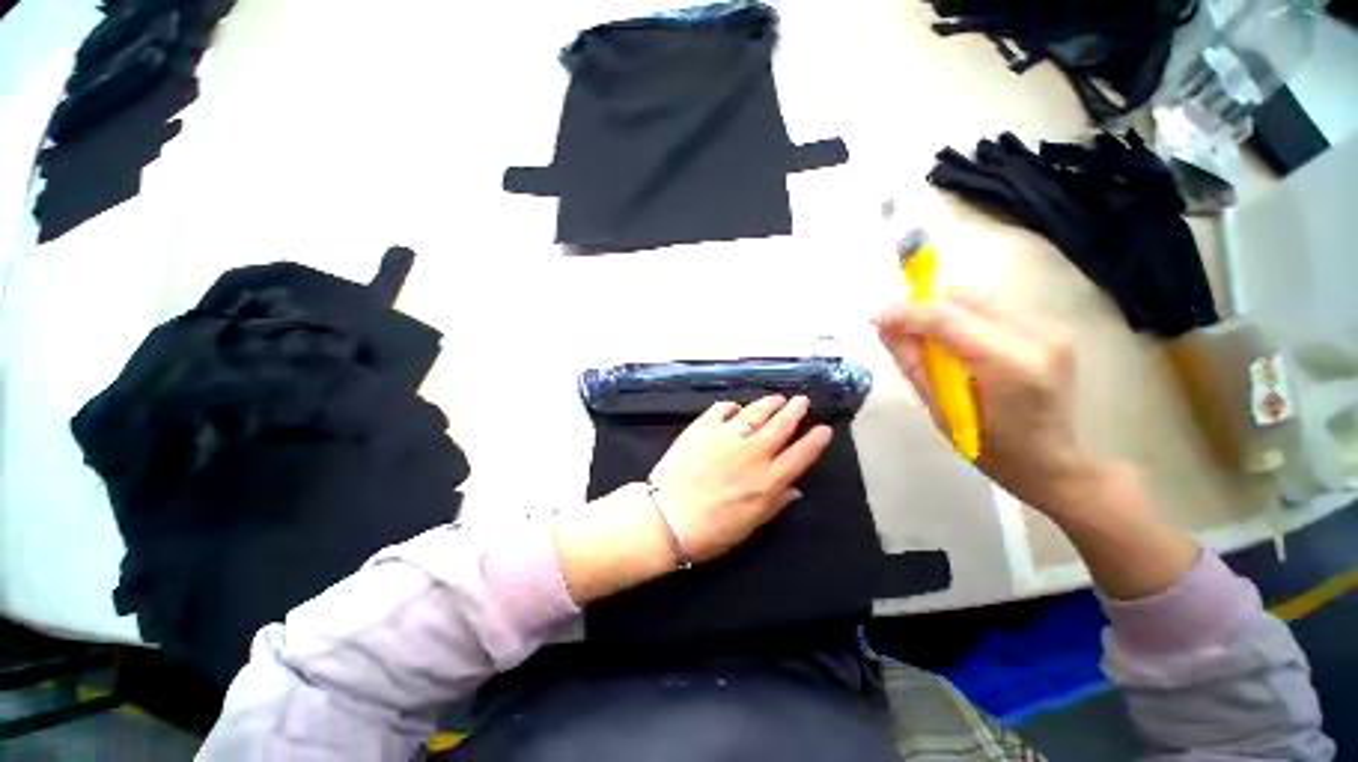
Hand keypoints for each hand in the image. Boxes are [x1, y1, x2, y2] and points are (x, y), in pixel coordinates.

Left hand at [649, 395, 833, 561]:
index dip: (815, 440)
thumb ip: (775, 504)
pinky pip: (722, 409)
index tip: (824, 429)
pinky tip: (736, 408)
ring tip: (777, 398)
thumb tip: (795, 490)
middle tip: (802, 400)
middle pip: (781, 425)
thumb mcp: (749, 526)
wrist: (666, 518)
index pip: (801, 455)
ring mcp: (726, 437)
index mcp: (767, 480)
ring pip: (755, 412)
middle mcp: (752, 453)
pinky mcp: (703, 428)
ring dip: (769, 403)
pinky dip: (732, 407)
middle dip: (795, 410)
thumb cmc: (710, 531)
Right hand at [873, 291, 1105, 514]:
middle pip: (965, 299)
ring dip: (944, 312)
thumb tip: (885, 329)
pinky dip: (965, 318)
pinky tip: (956, 343)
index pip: (947, 318)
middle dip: (924, 307)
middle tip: (898, 328)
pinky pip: (994, 309)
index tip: (877, 319)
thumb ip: (912, 363)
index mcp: (1010, 364)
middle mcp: (1037, 336)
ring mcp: (1050, 329)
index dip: (906, 313)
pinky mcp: (1052, 329)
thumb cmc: (990, 448)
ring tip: (925, 338)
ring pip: (979, 299)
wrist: (1052, 462)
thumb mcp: (939, 410)